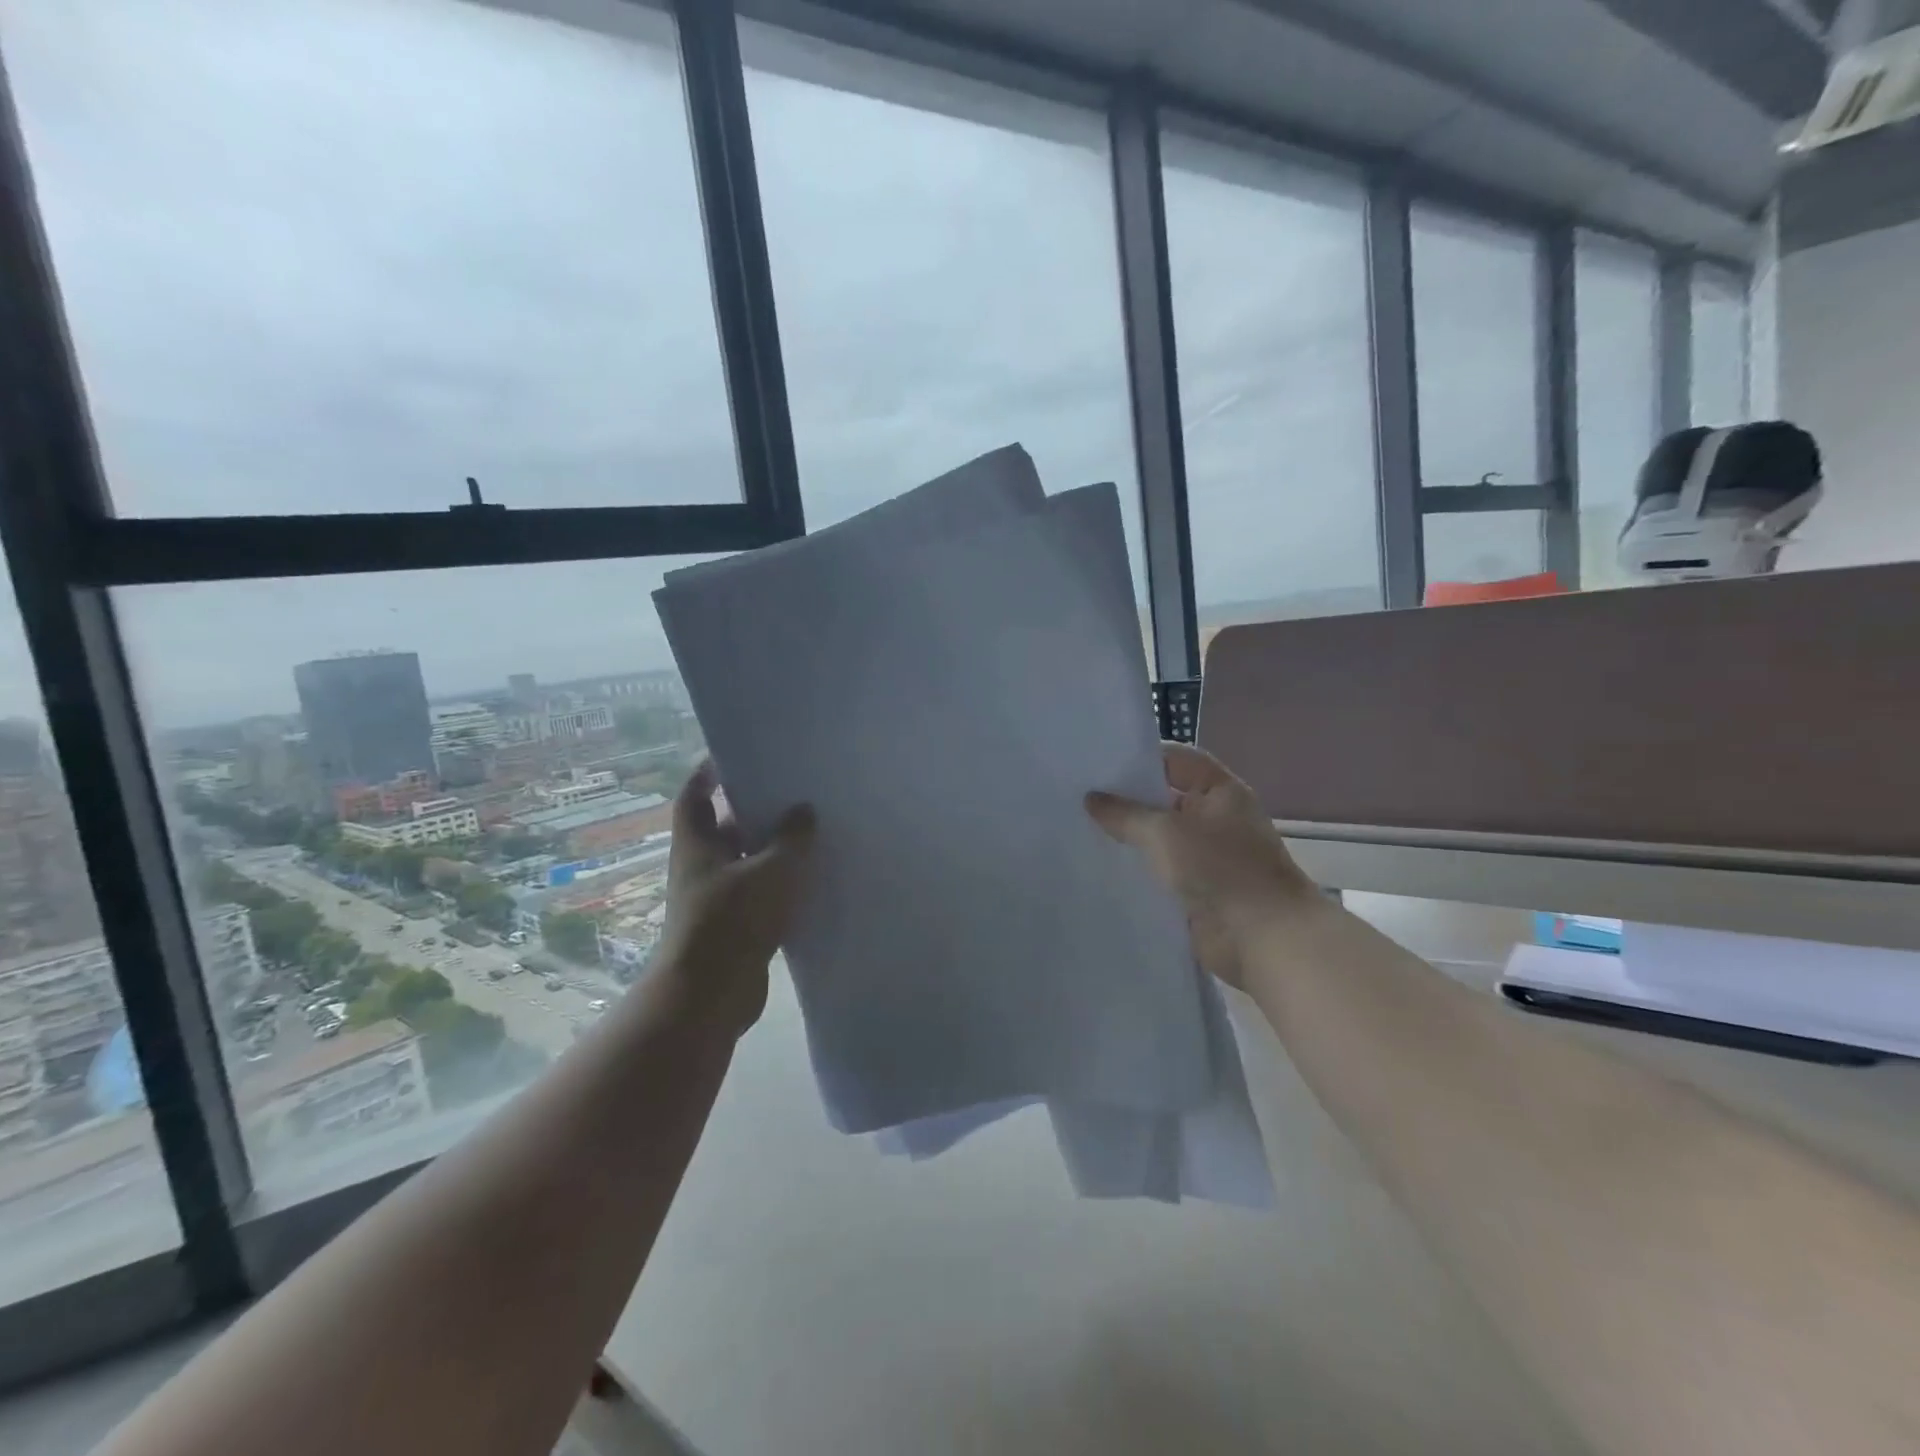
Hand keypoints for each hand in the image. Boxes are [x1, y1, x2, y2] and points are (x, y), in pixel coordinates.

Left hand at [656, 760, 815, 1033]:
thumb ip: (792, 838)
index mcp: (697, 844)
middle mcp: (703, 865)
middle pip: (726, 826)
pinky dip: (781, 882)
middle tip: (792, 788)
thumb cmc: (733, 920)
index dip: (708, 772)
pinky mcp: (737, 924)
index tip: (734, 754)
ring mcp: (719, 897)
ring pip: (747, 860)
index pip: (694, 795)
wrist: (711, 994)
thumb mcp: (771, 870)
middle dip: (754, 808)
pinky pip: (761, 891)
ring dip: (773, 847)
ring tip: (812, 827)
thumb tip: (804, 811)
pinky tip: (813, 874)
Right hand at [1086, 742, 1317, 989]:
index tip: (1099, 762)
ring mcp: (1206, 856)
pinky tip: (1100, 867)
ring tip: (1080, 828)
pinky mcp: (1196, 890)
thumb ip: (1125, 814)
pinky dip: (1136, 870)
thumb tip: (1091, 798)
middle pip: (1164, 799)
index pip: (1176, 760)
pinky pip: (1160, 872)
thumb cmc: (1220, 869)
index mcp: (1220, 792)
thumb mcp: (1165, 832)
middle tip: (1078, 794)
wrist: (1262, 939)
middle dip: (1127, 799)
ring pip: (1159, 838)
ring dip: (1129, 838)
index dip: (1141, 758)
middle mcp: (1215, 819)